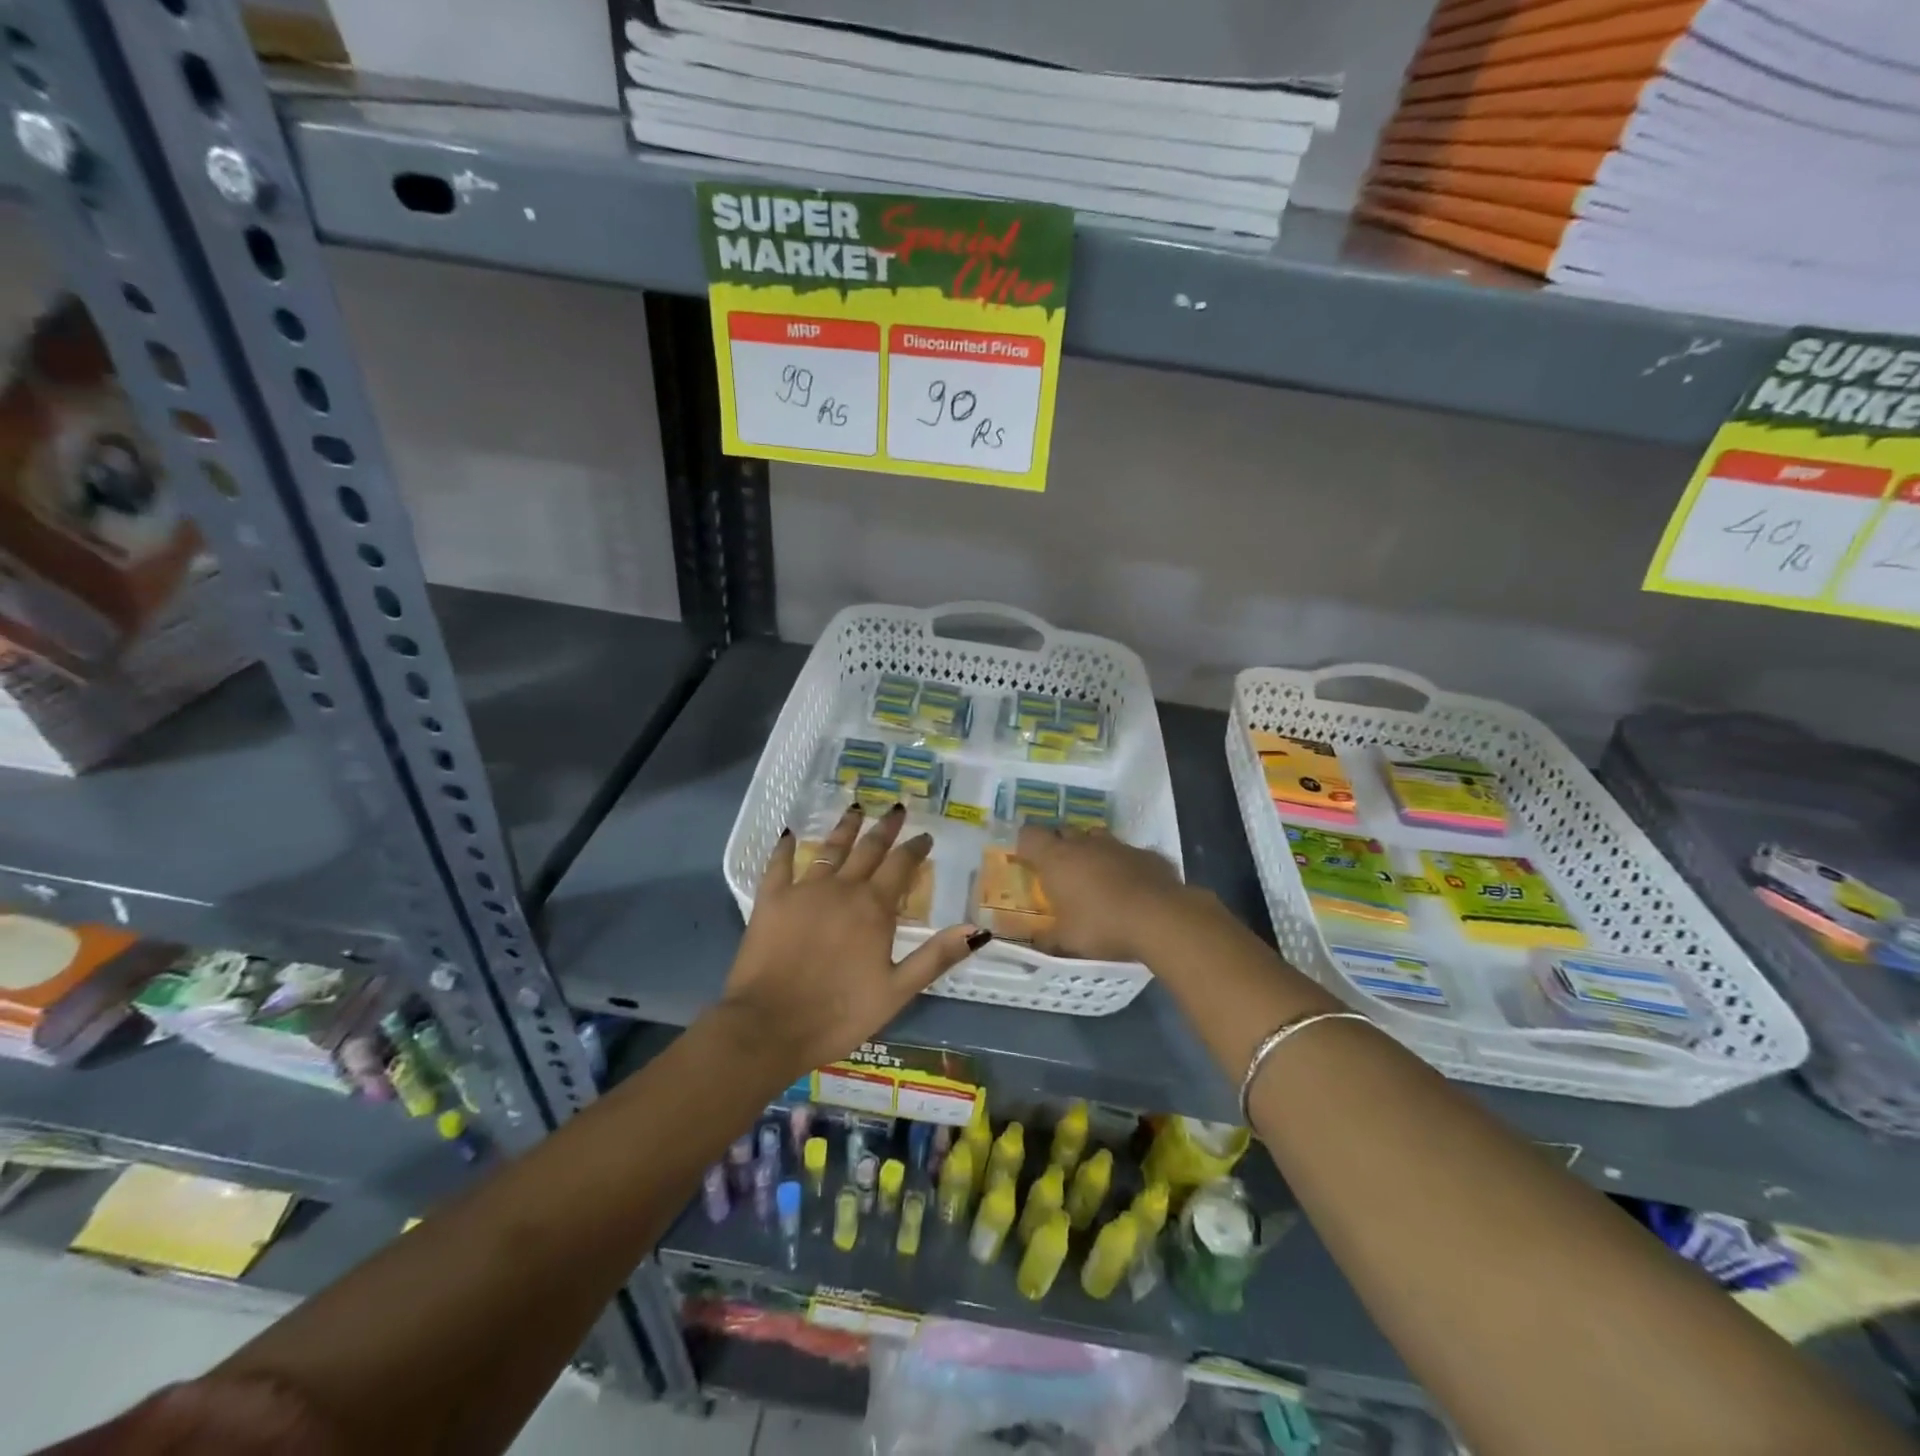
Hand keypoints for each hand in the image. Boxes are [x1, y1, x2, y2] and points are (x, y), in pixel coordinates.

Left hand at [720, 803, 989, 1078]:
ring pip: (829, 849)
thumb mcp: (897, 991)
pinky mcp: (771, 900)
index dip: (915, 848)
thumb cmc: (839, 1013)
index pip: (901, 866)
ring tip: (856, 808)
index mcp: (874, 908)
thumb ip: (936, 956)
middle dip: (885, 828)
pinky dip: (785, 847)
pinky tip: (789, 833)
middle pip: (868, 849)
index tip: (925, 835)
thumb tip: (977, 929)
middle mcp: (841, 888)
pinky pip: (779, 864)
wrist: (769, 1026)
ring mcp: (803, 890)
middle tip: (896, 808)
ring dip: (845, 827)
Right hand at [1016, 824, 1194, 961]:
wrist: (1160, 918)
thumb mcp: (1067, 940)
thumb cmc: (1101, 926)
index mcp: (1057, 858)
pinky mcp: (1147, 854)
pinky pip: (1128, 853)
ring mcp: (1118, 845)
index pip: (1029, 835)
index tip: (1027, 860)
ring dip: (1092, 851)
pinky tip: (1131, 887)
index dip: (1026, 845)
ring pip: (1097, 837)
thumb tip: (1037, 940)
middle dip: (1060, 847)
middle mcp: (1085, 843)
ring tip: (1095, 876)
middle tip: (1060, 872)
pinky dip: (1124, 865)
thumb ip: (1048, 938)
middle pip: (1064, 832)